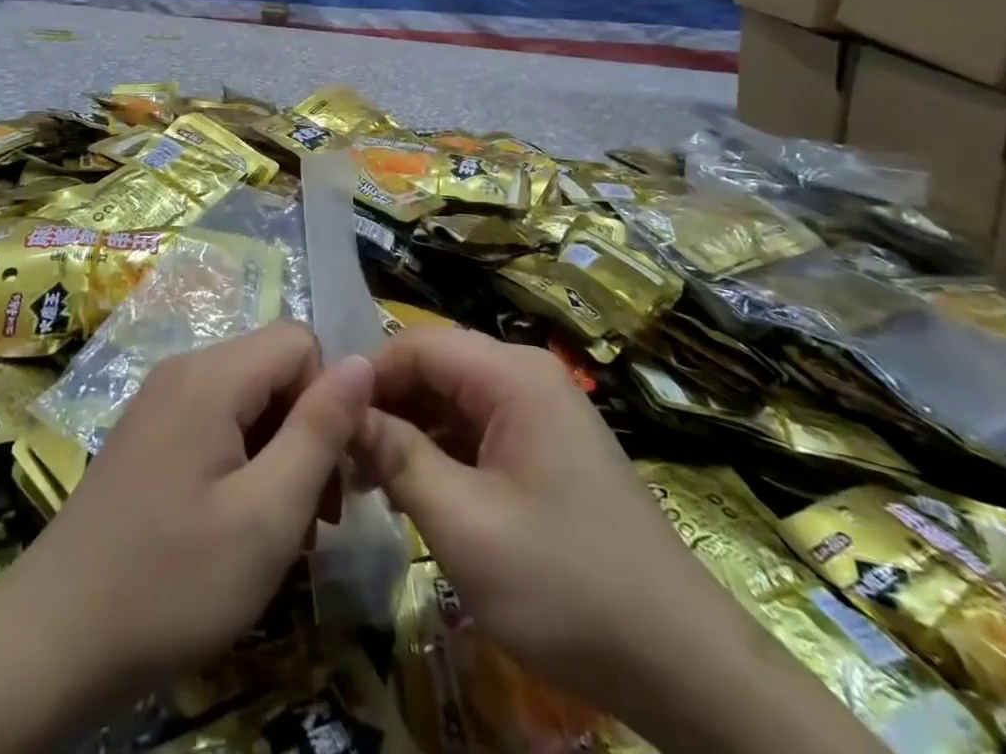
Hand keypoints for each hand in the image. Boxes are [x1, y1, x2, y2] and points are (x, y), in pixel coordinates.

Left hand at [10, 321, 373, 697]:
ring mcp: (160, 400)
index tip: (326, 473)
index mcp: (212, 375)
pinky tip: (235, 523)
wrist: (51, 640)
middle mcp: (184, 369)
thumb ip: (320, 430)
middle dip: (305, 430)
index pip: (300, 341)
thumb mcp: (267, 515)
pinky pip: (216, 420)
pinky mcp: (148, 432)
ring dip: (277, 452)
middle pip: (274, 368)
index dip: (326, 398)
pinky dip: (242, 460)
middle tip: (311, 515)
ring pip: (249, 398)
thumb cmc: (172, 580)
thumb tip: (364, 361)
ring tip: (277, 529)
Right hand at [354, 327, 694, 703]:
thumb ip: (398, 456)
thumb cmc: (565, 583)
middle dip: (385, 408)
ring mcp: (540, 412)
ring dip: (408, 434)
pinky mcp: (546, 448)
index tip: (324, 422)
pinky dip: (440, 454)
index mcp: (512, 374)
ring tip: (366, 483)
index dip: (366, 376)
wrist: (681, 662)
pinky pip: (477, 431)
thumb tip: (343, 411)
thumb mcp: (464, 523)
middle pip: (435, 369)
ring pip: (452, 401)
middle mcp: (526, 377)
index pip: (417, 344)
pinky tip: (413, 493)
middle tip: (340, 461)